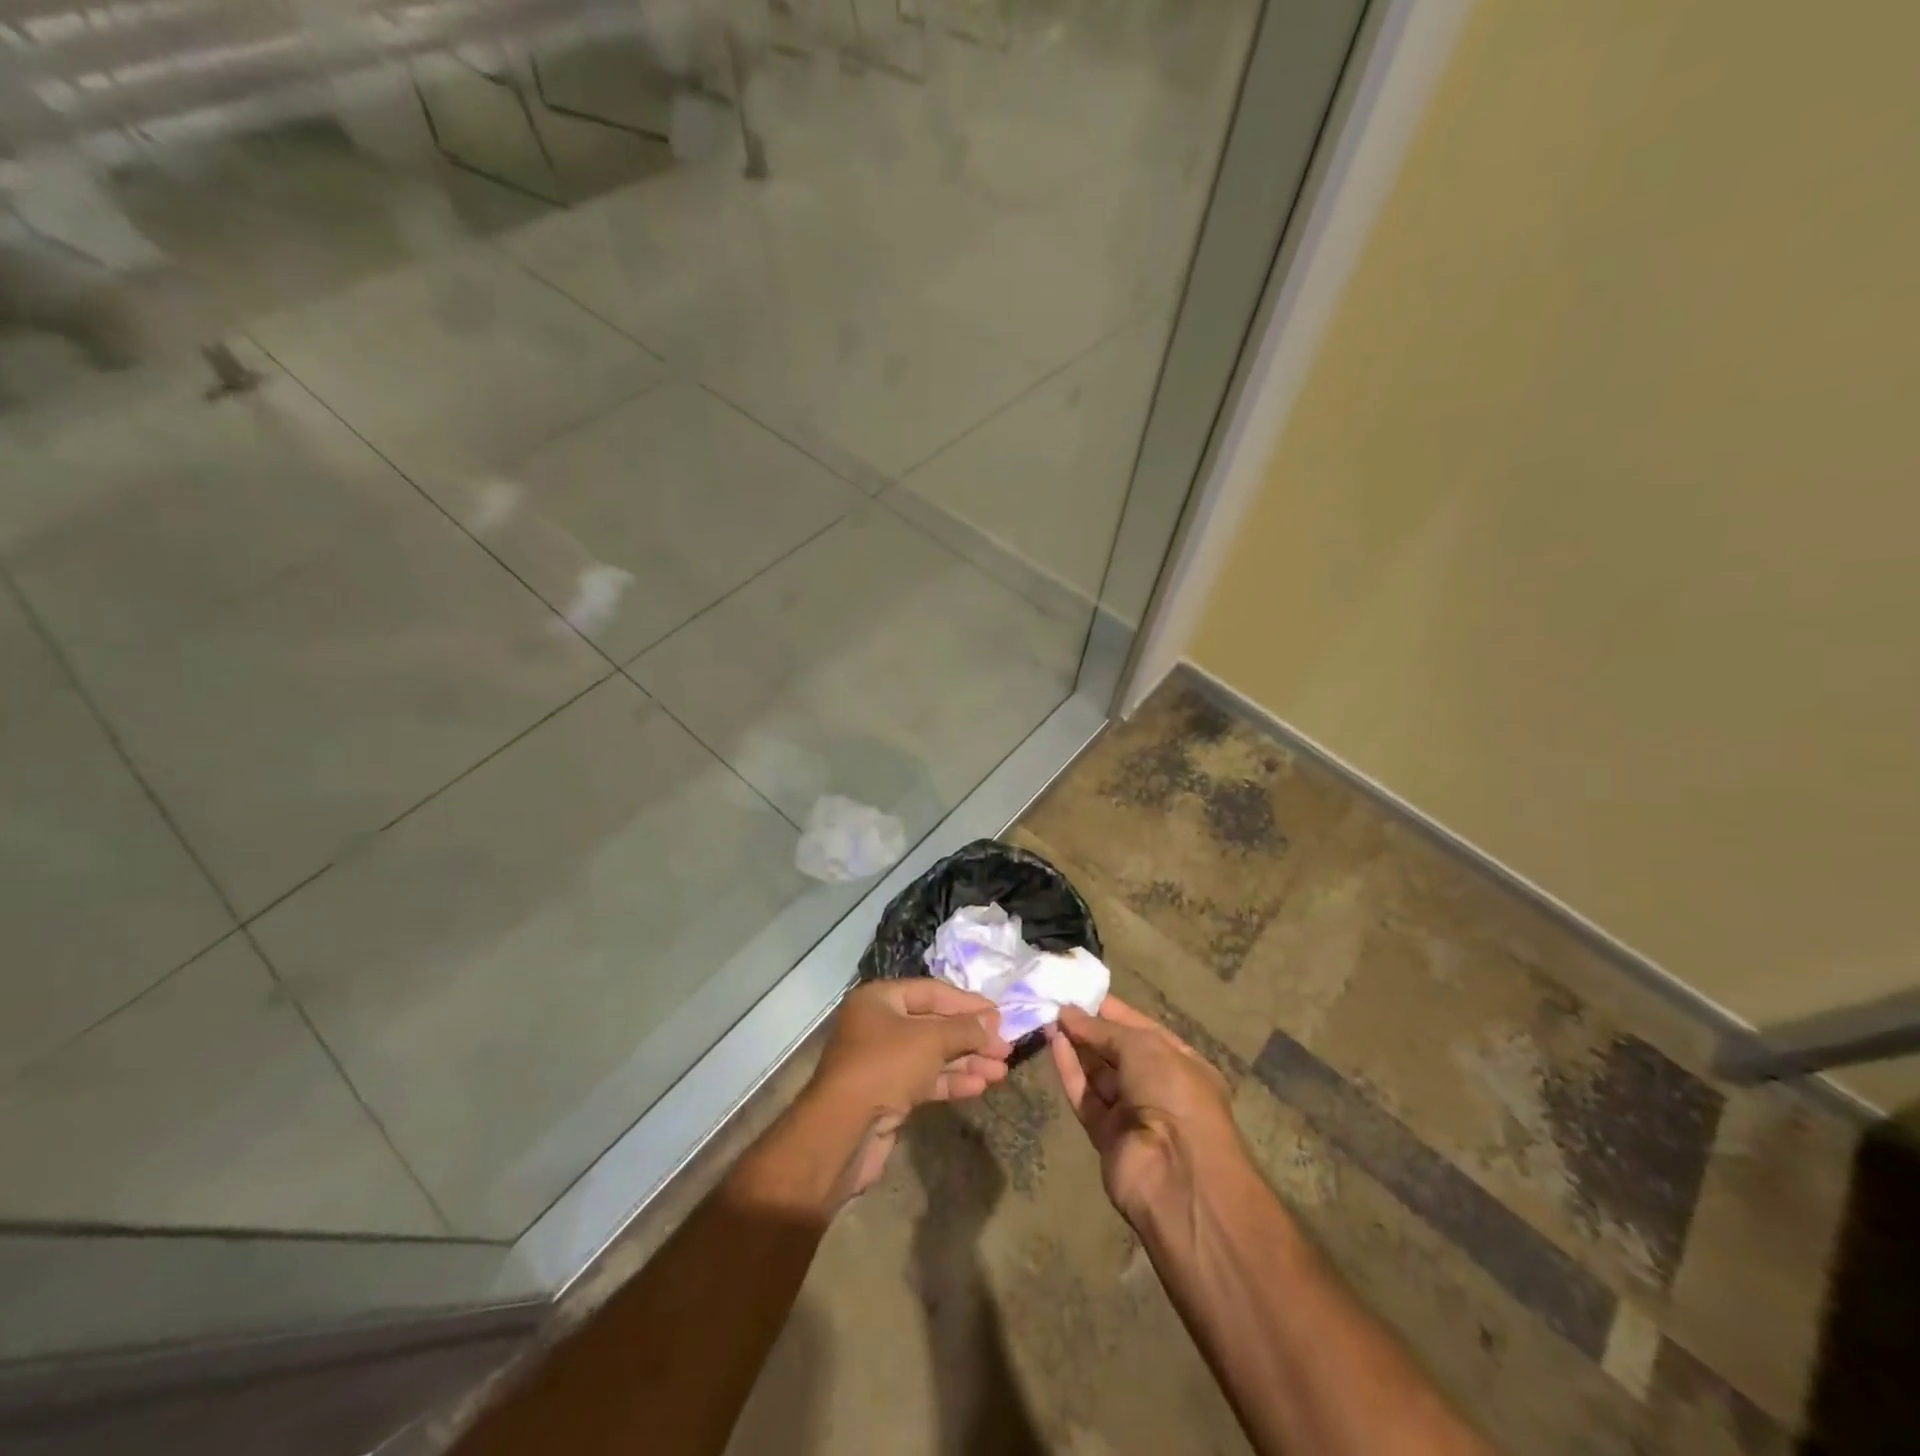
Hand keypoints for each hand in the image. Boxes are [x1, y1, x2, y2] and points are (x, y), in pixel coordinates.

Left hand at [803, 979, 1012, 1200]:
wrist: (843, 1131)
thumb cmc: (885, 1066)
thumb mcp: (931, 1039)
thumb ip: (965, 1028)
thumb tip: (993, 1021)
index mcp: (880, 1000)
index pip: (932, 992)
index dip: (967, 1003)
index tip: (1000, 1015)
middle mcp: (878, 1025)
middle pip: (934, 1024)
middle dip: (971, 1037)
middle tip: (1005, 1048)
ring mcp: (882, 1061)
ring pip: (932, 1055)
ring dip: (967, 1061)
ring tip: (1001, 1070)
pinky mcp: (888, 1094)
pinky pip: (925, 1080)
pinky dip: (952, 1081)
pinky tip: (979, 1086)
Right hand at [1047, 996, 1242, 1225]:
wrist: (1178, 1175)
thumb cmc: (1173, 1094)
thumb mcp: (1143, 1046)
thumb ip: (1101, 1029)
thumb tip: (1067, 1012)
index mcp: (1181, 1062)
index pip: (1143, 1029)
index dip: (1113, 1011)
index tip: (1081, 992)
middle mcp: (1159, 1086)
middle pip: (1118, 1052)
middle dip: (1090, 1028)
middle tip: (1056, 1003)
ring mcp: (1133, 1113)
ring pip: (1098, 1074)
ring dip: (1076, 1047)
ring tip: (1048, 1018)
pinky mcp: (1107, 1136)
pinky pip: (1086, 1097)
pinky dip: (1070, 1071)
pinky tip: (1053, 1043)